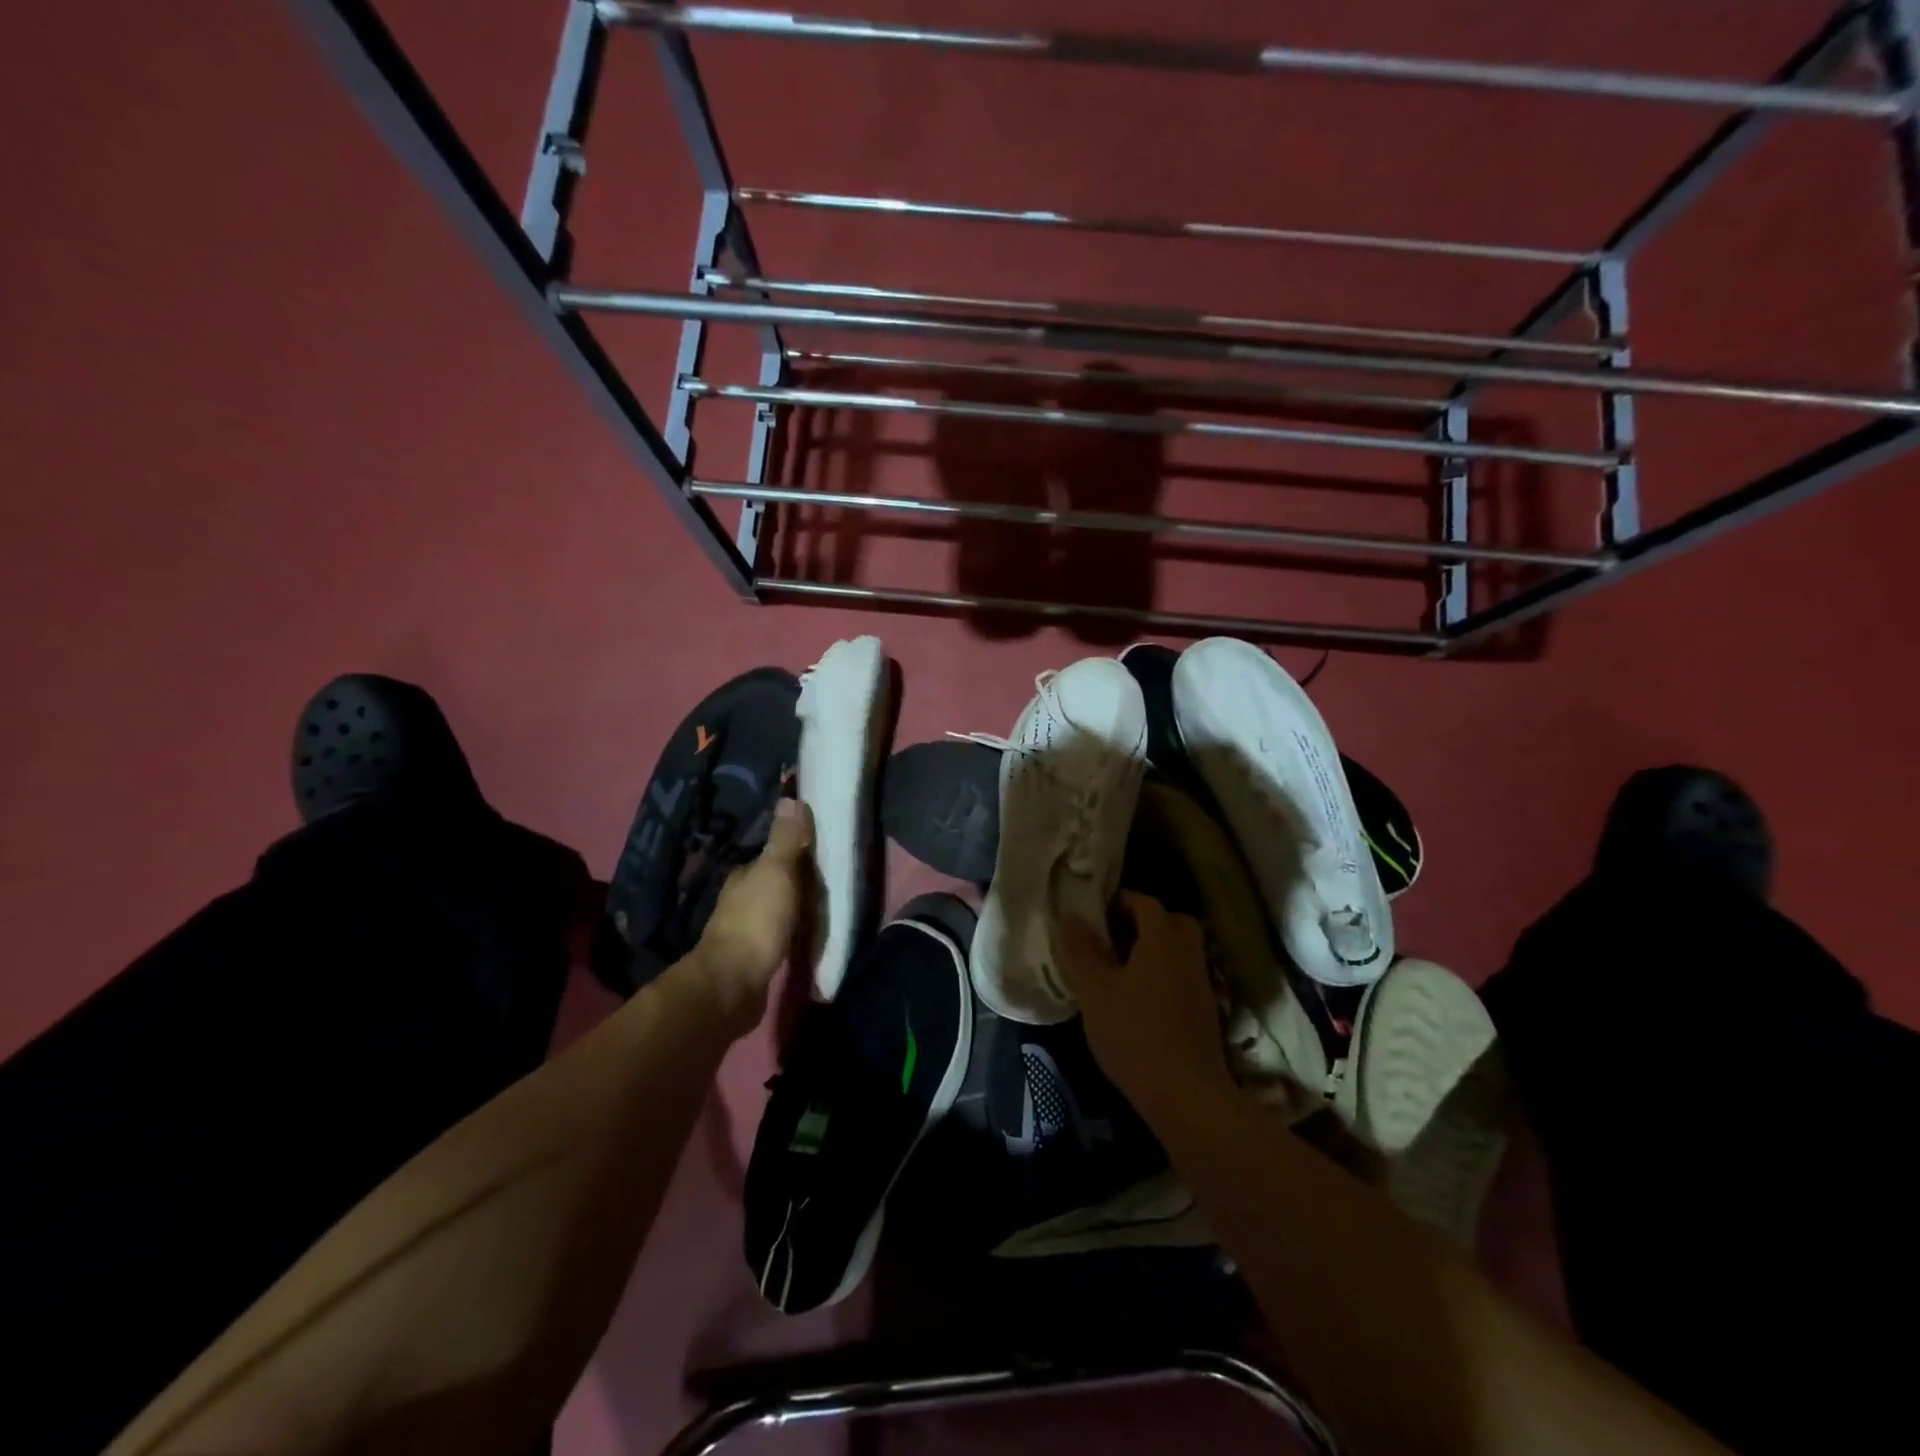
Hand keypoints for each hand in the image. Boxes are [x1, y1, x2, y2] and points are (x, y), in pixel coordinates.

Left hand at [689, 798, 813, 1033]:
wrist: (734, 983)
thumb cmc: (757, 921)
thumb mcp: (777, 872)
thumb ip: (785, 839)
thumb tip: (789, 797)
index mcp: (743, 876)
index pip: (770, 856)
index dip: (793, 853)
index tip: (820, 854)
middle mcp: (739, 899)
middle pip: (772, 883)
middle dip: (795, 882)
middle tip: (827, 884)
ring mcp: (743, 931)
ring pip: (773, 910)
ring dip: (792, 909)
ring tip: (821, 911)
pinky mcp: (750, 959)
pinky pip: (776, 937)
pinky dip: (789, 933)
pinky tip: (803, 938)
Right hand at [1057, 891, 1235, 1121]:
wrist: (1186, 1094)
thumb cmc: (1134, 1033)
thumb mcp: (1095, 990)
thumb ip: (1081, 950)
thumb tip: (1071, 916)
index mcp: (1162, 938)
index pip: (1144, 902)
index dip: (1118, 902)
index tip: (1093, 914)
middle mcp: (1188, 952)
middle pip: (1169, 922)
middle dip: (1141, 923)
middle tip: (1110, 938)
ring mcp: (1201, 982)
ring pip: (1177, 950)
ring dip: (1152, 951)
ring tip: (1118, 970)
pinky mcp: (1205, 1011)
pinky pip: (1181, 975)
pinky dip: (1162, 975)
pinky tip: (1138, 1000)